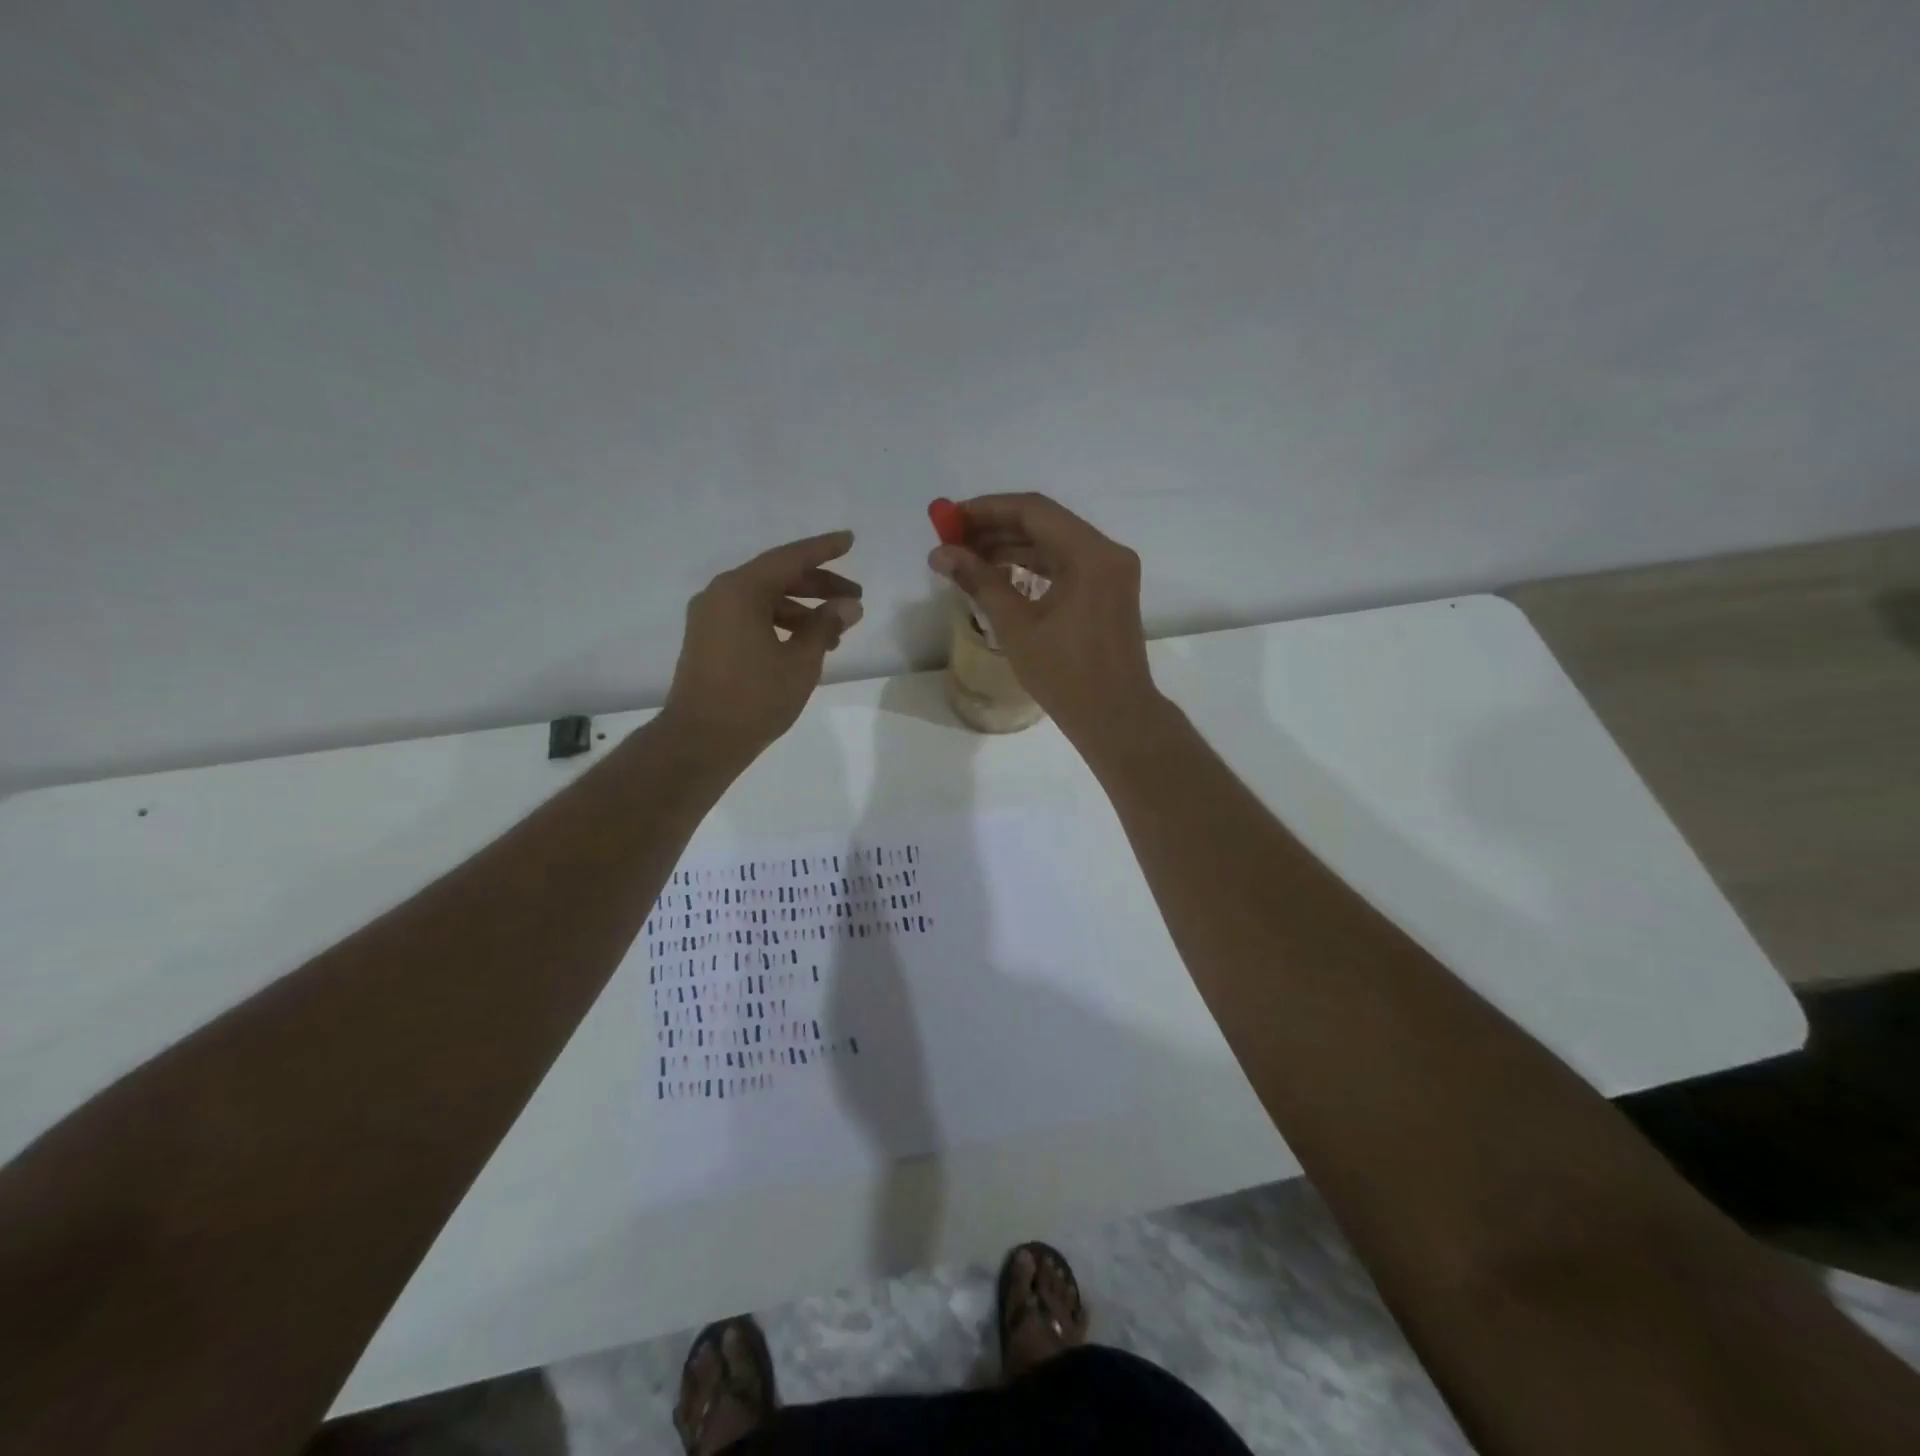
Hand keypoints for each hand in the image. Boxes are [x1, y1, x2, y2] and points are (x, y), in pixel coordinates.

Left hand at [662, 531, 863, 763]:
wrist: (701, 740)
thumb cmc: (755, 698)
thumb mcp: (800, 661)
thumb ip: (826, 626)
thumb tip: (848, 605)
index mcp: (740, 590)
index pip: (789, 558)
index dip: (823, 549)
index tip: (850, 540)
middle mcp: (720, 594)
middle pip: (776, 577)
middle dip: (818, 585)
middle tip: (854, 598)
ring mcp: (710, 618)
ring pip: (764, 600)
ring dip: (801, 609)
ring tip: (836, 631)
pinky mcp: (708, 640)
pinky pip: (750, 617)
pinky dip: (779, 623)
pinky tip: (804, 644)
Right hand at [928, 494, 1160, 744]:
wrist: (1116, 718)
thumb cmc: (1066, 676)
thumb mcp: (1017, 627)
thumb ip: (979, 582)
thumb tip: (940, 554)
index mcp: (1091, 555)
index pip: (1033, 511)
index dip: (987, 510)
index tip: (950, 519)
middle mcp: (1107, 553)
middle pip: (1045, 523)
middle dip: (996, 528)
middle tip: (953, 539)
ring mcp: (1111, 572)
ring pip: (1055, 544)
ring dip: (1012, 547)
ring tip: (968, 558)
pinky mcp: (1108, 591)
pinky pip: (1066, 565)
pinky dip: (1033, 566)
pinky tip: (1000, 574)